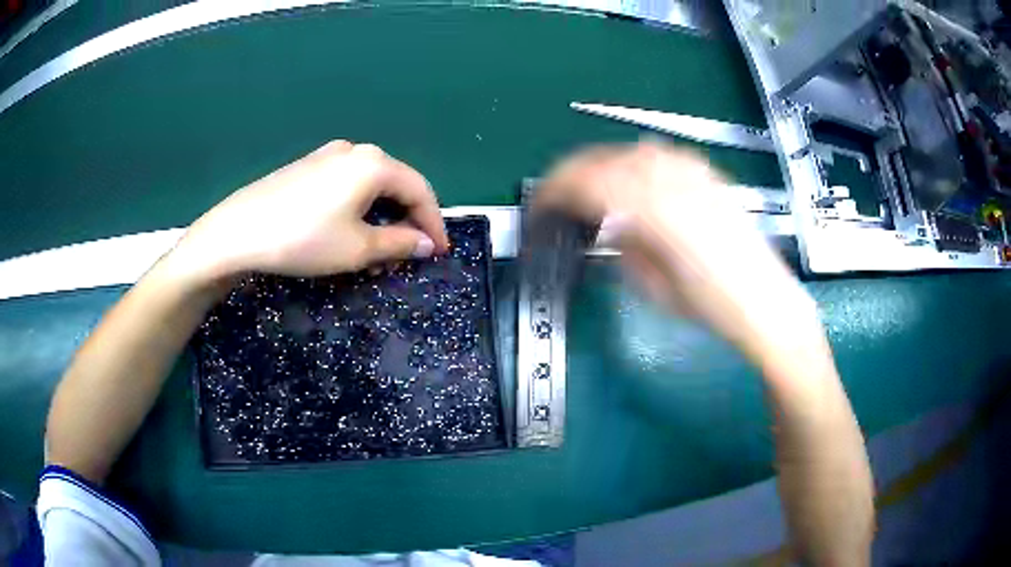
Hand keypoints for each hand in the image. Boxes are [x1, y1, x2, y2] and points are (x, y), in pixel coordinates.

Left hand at [170, 141, 449, 281]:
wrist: (239, 231)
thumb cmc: (304, 239)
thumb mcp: (357, 248)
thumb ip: (399, 243)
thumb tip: (426, 244)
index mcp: (374, 164)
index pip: (420, 190)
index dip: (434, 223)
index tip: (440, 252)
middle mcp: (355, 151)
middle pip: (396, 183)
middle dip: (409, 218)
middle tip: (412, 251)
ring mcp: (328, 155)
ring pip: (371, 183)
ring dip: (384, 213)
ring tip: (382, 245)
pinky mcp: (308, 166)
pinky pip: (347, 183)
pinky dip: (360, 206)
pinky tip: (351, 227)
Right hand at [536, 141, 819, 367]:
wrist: (763, 301)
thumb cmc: (709, 305)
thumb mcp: (652, 286)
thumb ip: (621, 245)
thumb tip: (603, 225)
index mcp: (651, 210)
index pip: (586, 184)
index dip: (554, 190)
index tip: (541, 203)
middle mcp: (671, 180)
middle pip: (606, 159)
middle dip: (573, 172)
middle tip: (558, 192)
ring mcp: (693, 174)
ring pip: (633, 150)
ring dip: (604, 162)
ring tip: (593, 183)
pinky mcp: (709, 177)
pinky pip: (664, 155)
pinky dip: (639, 160)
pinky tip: (637, 175)